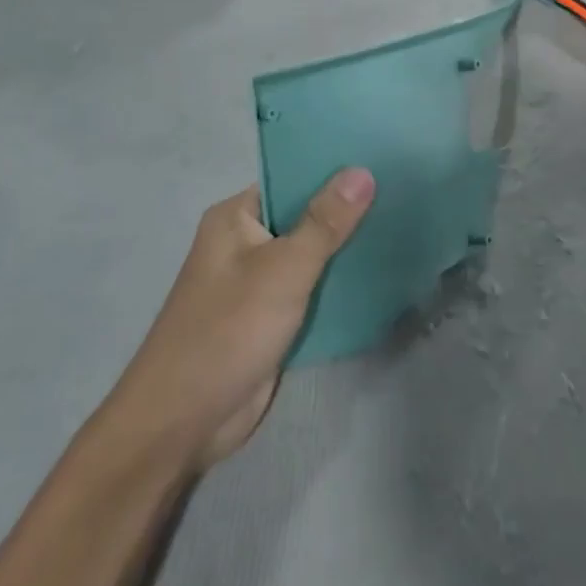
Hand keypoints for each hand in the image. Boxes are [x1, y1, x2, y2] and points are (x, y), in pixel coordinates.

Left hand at [106, 171, 374, 472]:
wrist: (182, 425)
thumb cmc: (227, 331)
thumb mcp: (284, 270)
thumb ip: (325, 222)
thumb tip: (363, 170)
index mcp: (235, 217)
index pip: (291, 178)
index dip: (334, 170)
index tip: (382, 160)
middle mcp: (244, 242)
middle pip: (304, 216)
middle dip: (347, 212)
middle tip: (403, 192)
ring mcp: (257, 282)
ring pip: (311, 254)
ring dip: (345, 249)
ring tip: (402, 224)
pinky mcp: (270, 318)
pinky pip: (311, 289)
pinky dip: (337, 283)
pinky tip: (380, 270)